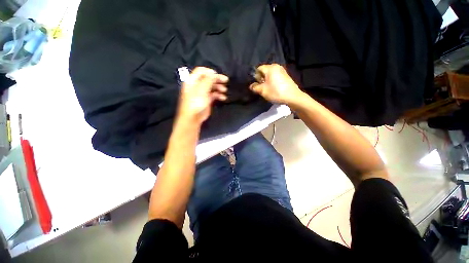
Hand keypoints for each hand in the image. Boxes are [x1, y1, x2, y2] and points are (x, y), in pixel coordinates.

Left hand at [177, 67, 227, 124]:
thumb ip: (208, 80)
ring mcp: (202, 93)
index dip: (210, 72)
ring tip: (224, 90)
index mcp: (192, 81)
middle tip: (225, 80)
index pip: (201, 71)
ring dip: (219, 87)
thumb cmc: (195, 103)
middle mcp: (197, 85)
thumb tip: (214, 74)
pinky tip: (223, 97)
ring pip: (212, 86)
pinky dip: (219, 95)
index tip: (218, 75)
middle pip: (208, 78)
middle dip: (217, 79)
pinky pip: (214, 94)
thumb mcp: (201, 89)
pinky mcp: (207, 100)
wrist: (193, 118)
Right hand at [249, 64, 303, 104]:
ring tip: (268, 89)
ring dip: (266, 81)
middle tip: (262, 88)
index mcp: (270, 68)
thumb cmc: (276, 92)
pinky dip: (272, 81)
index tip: (257, 85)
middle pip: (264, 71)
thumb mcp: (263, 91)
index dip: (255, 77)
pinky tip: (274, 89)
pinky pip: (275, 77)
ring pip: (270, 75)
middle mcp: (276, 66)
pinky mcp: (285, 76)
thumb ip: (255, 87)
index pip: (258, 69)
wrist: (292, 97)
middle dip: (261, 79)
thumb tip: (251, 86)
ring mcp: (282, 71)